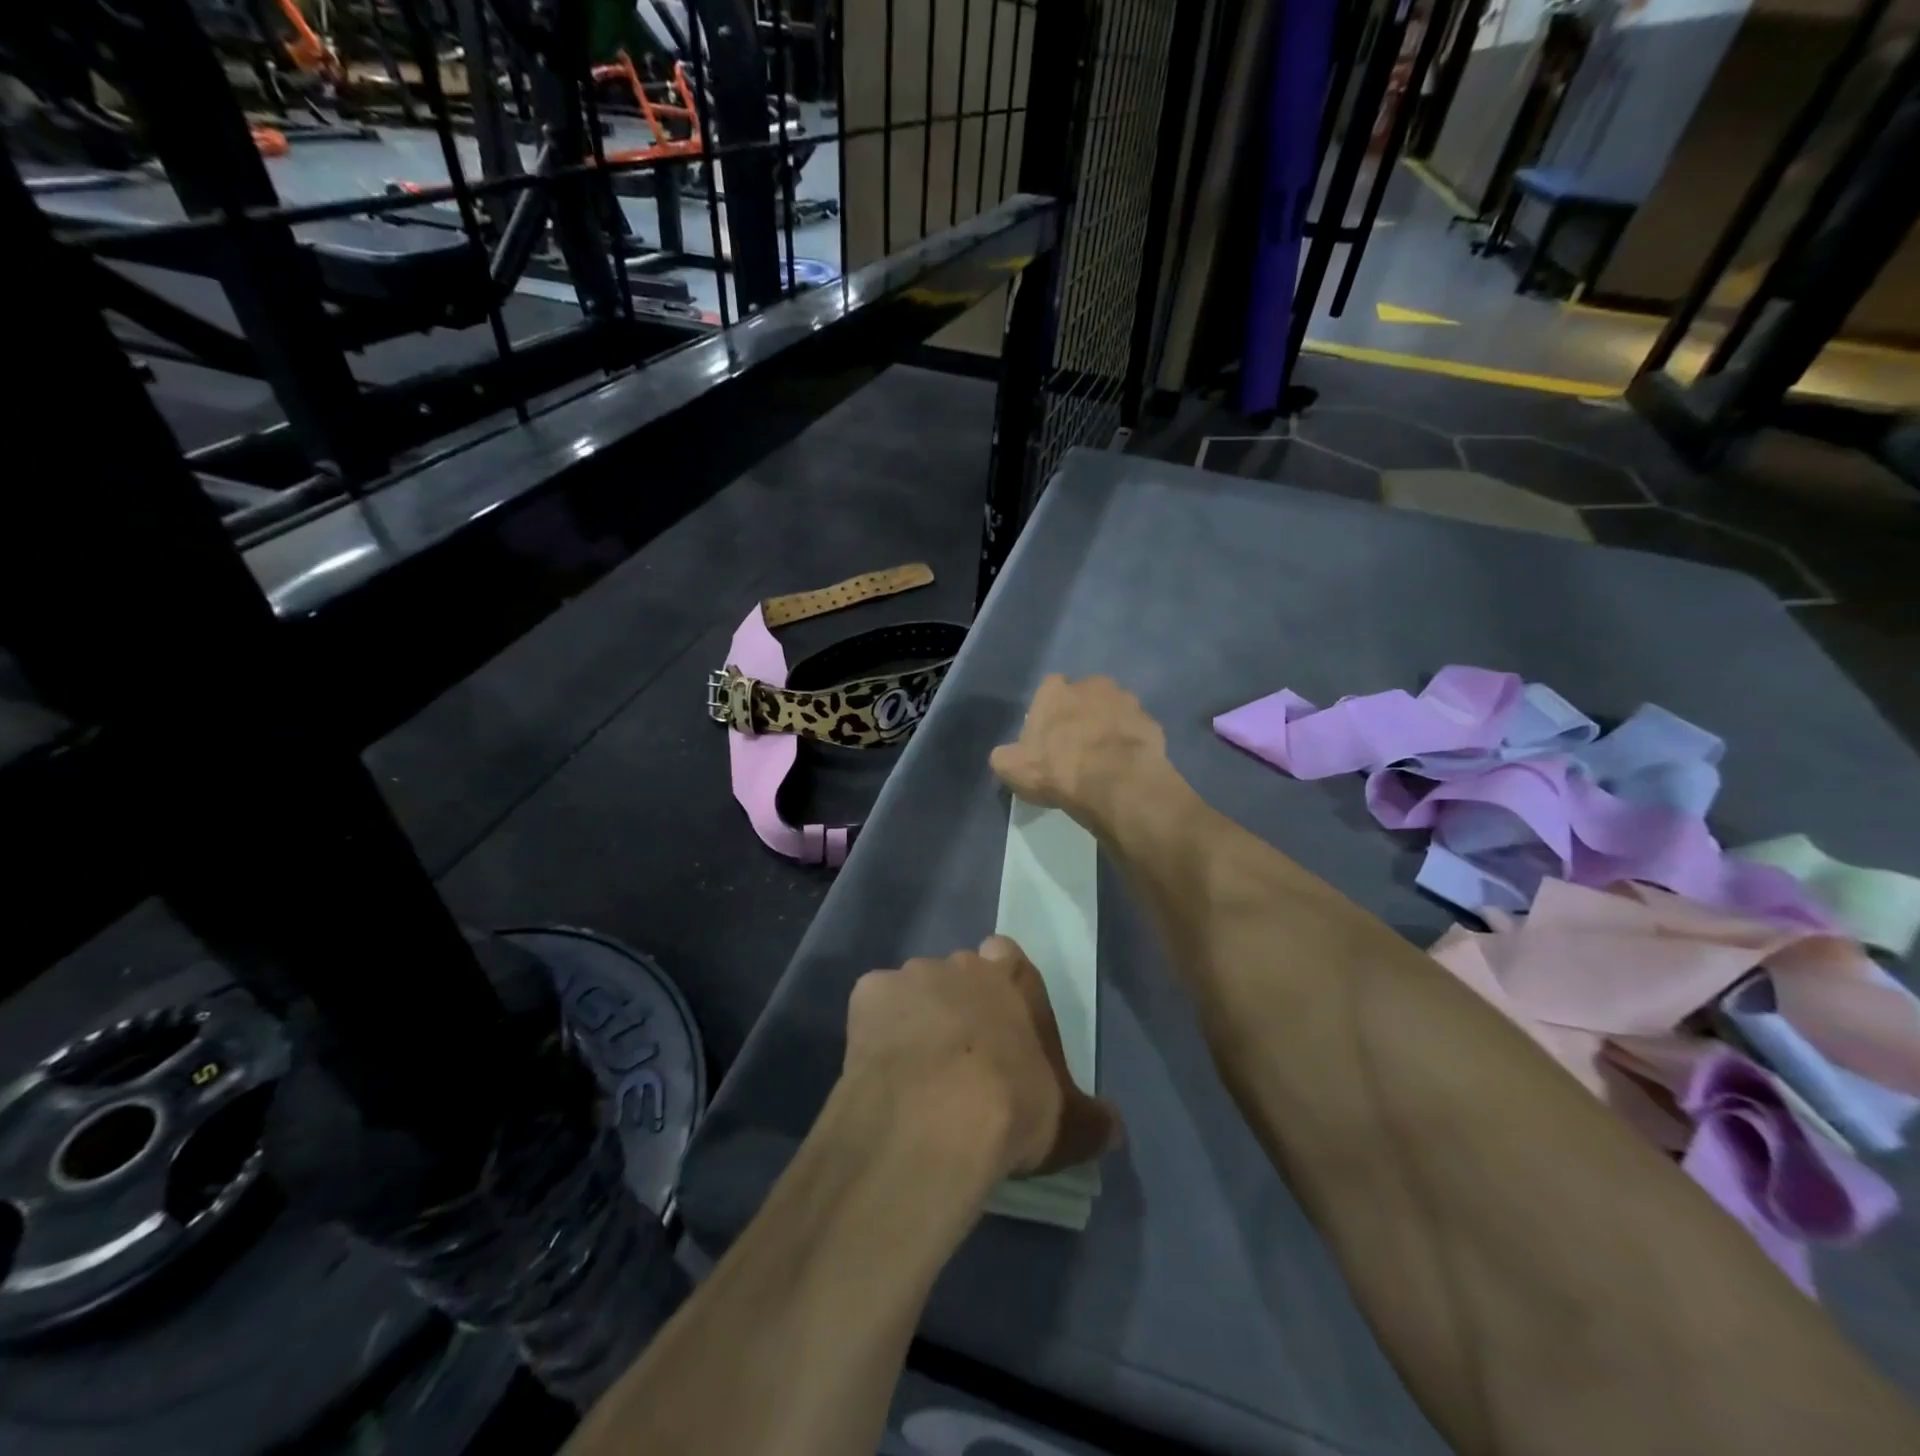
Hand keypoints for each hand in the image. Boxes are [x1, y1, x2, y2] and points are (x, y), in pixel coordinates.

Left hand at [844, 937, 1121, 1177]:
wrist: (936, 1115)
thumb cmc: (1012, 1107)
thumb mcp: (1067, 1123)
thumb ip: (1092, 1120)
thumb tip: (1114, 1128)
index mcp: (1011, 979)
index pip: (1007, 957)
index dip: (1002, 986)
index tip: (1000, 1024)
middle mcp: (960, 964)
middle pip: (957, 974)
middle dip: (957, 1004)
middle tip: (957, 1056)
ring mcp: (911, 975)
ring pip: (912, 991)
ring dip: (914, 1019)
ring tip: (914, 1071)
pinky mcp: (868, 993)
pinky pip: (873, 1009)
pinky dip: (875, 1033)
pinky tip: (880, 1070)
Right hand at [990, 675, 1170, 835]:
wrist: (1115, 782)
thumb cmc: (1058, 769)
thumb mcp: (1012, 768)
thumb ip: (1005, 756)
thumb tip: (1006, 756)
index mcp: (1055, 690)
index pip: (1048, 691)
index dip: (1048, 715)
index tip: (1049, 740)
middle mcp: (1093, 685)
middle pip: (1085, 697)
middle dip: (1083, 716)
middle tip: (1078, 749)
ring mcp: (1128, 702)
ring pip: (1115, 711)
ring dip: (1110, 728)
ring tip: (1106, 760)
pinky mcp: (1152, 724)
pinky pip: (1138, 733)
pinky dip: (1133, 745)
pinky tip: (1127, 768)